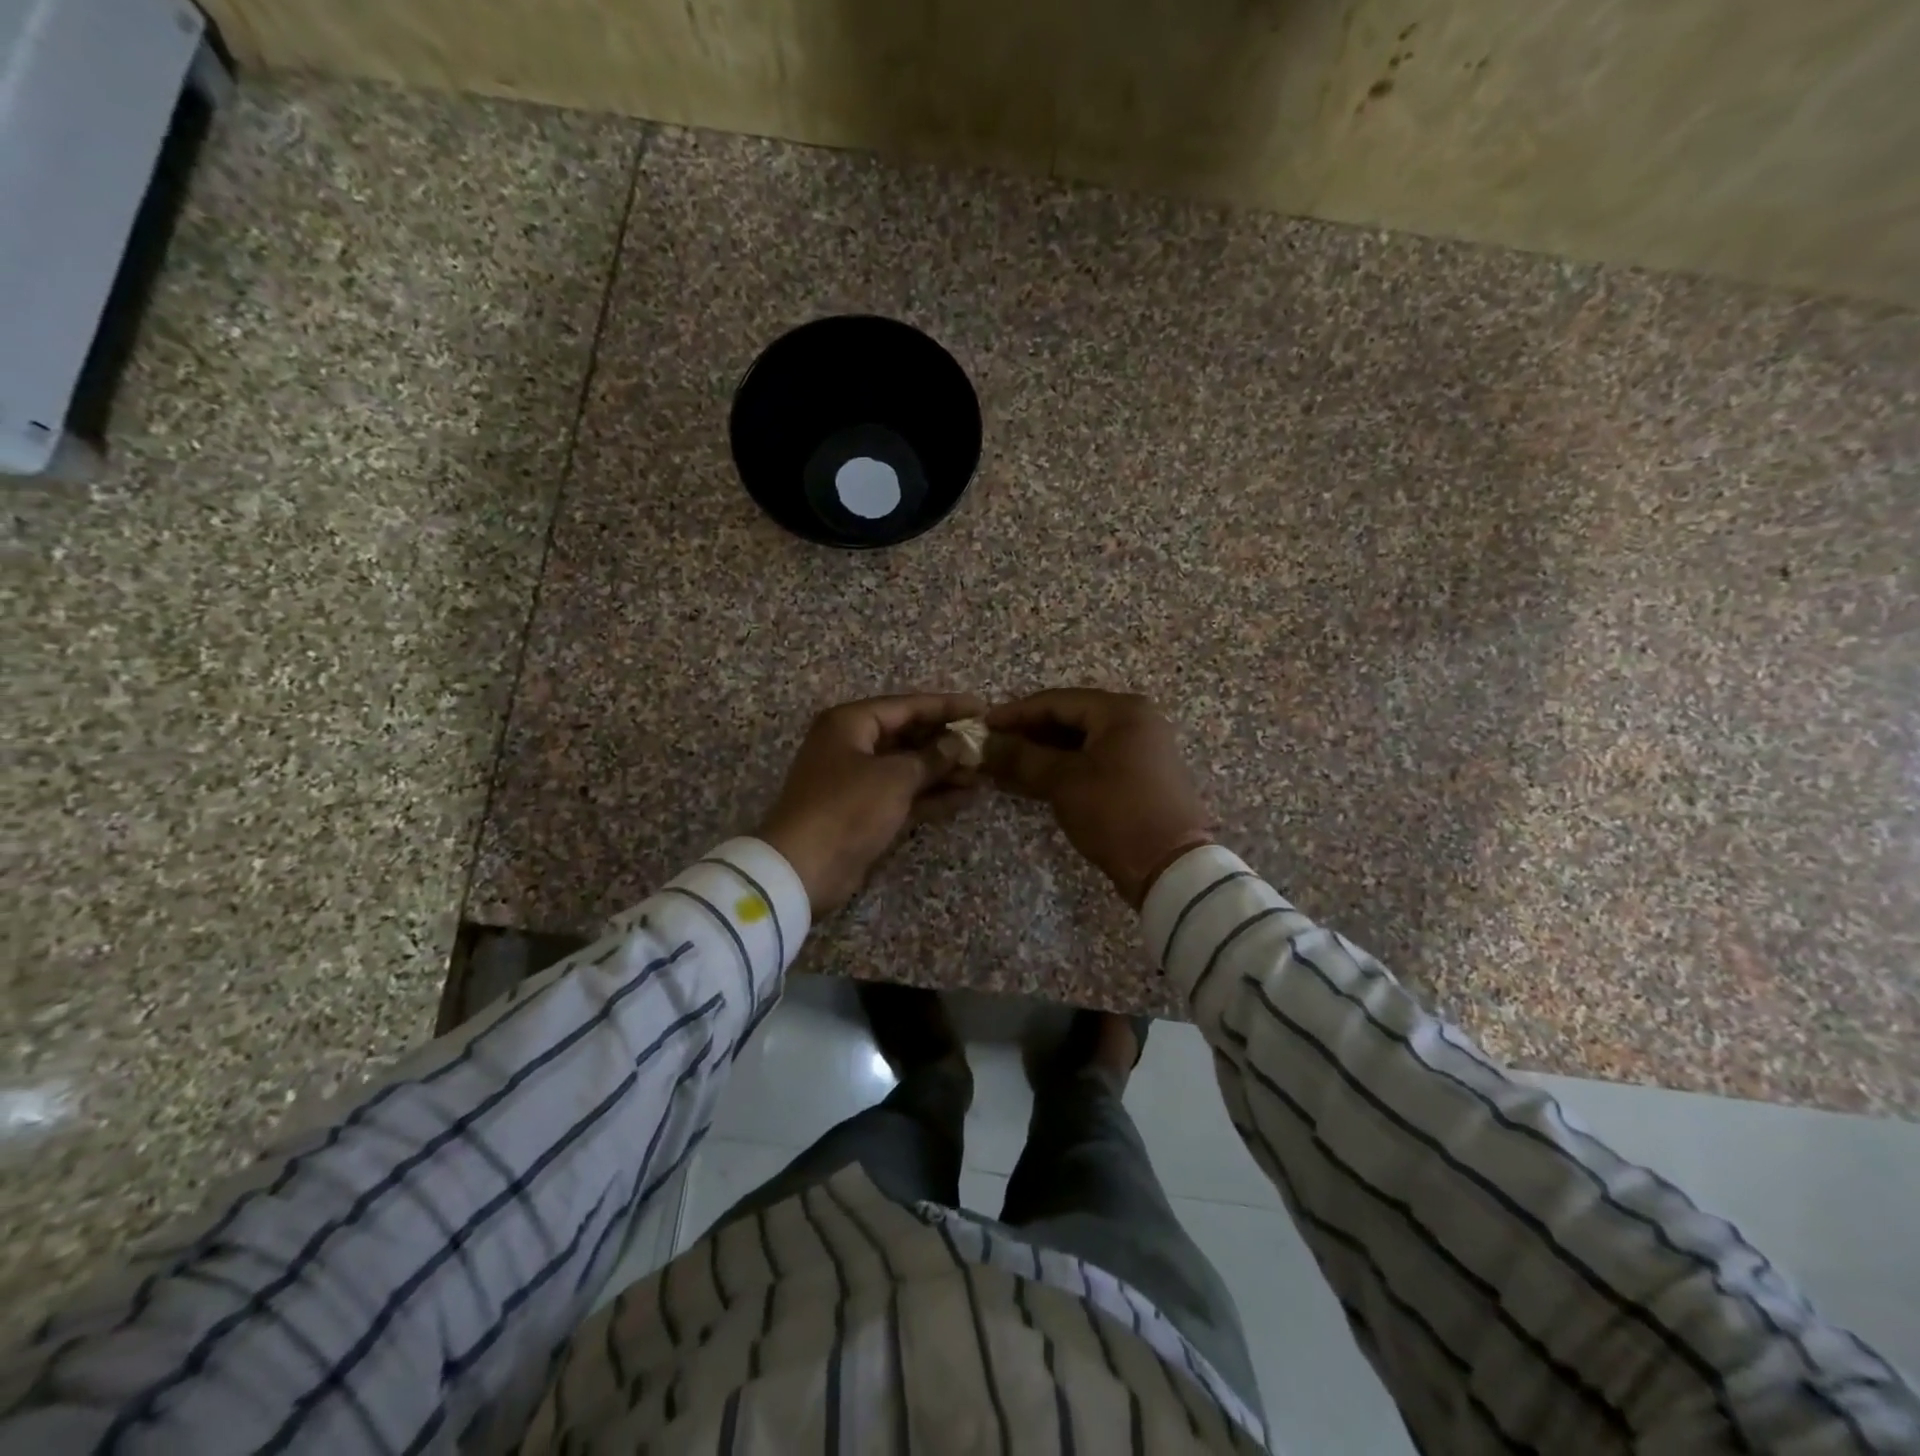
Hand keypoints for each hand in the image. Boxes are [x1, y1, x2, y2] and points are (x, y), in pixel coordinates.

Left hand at [758, 692, 985, 914]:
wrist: (803, 868)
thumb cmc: (847, 808)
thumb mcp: (894, 777)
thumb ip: (931, 758)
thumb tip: (958, 745)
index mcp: (851, 723)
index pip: (907, 706)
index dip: (946, 707)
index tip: (982, 709)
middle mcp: (853, 745)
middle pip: (908, 736)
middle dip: (947, 742)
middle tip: (986, 746)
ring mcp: (858, 781)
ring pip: (908, 768)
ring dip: (944, 771)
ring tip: (984, 774)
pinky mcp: (865, 812)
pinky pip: (904, 795)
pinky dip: (932, 795)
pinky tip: (966, 796)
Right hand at [985, 689, 1214, 907]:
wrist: (1170, 867)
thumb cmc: (1116, 813)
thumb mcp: (1063, 782)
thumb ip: (1022, 758)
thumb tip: (986, 744)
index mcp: (1122, 711)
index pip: (1057, 701)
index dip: (1016, 713)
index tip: (983, 725)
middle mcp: (1136, 721)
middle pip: (1070, 719)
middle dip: (1029, 733)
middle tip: (992, 746)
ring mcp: (1141, 749)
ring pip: (1081, 742)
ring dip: (1043, 753)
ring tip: (1005, 765)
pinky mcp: (1140, 776)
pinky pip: (1094, 761)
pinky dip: (1064, 768)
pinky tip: (1033, 779)